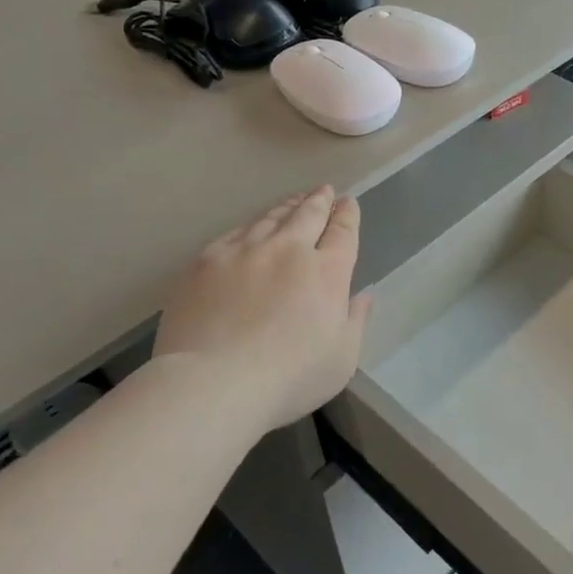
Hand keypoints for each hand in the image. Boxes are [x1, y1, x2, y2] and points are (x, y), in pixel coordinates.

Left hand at [154, 187, 371, 438]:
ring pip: (271, 218)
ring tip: (294, 200)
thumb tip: (365, 294)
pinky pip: (235, 232)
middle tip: (324, 190)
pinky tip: (251, 226)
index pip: (343, 232)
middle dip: (319, 200)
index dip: (347, 215)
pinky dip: (251, 224)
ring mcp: (245, 251)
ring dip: (287, 206)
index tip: (348, 203)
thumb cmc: (288, 378)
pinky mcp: (207, 261)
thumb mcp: (341, 359)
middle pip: (308, 215)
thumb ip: (356, 320)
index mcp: (327, 272)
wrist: (213, 382)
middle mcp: (289, 250)